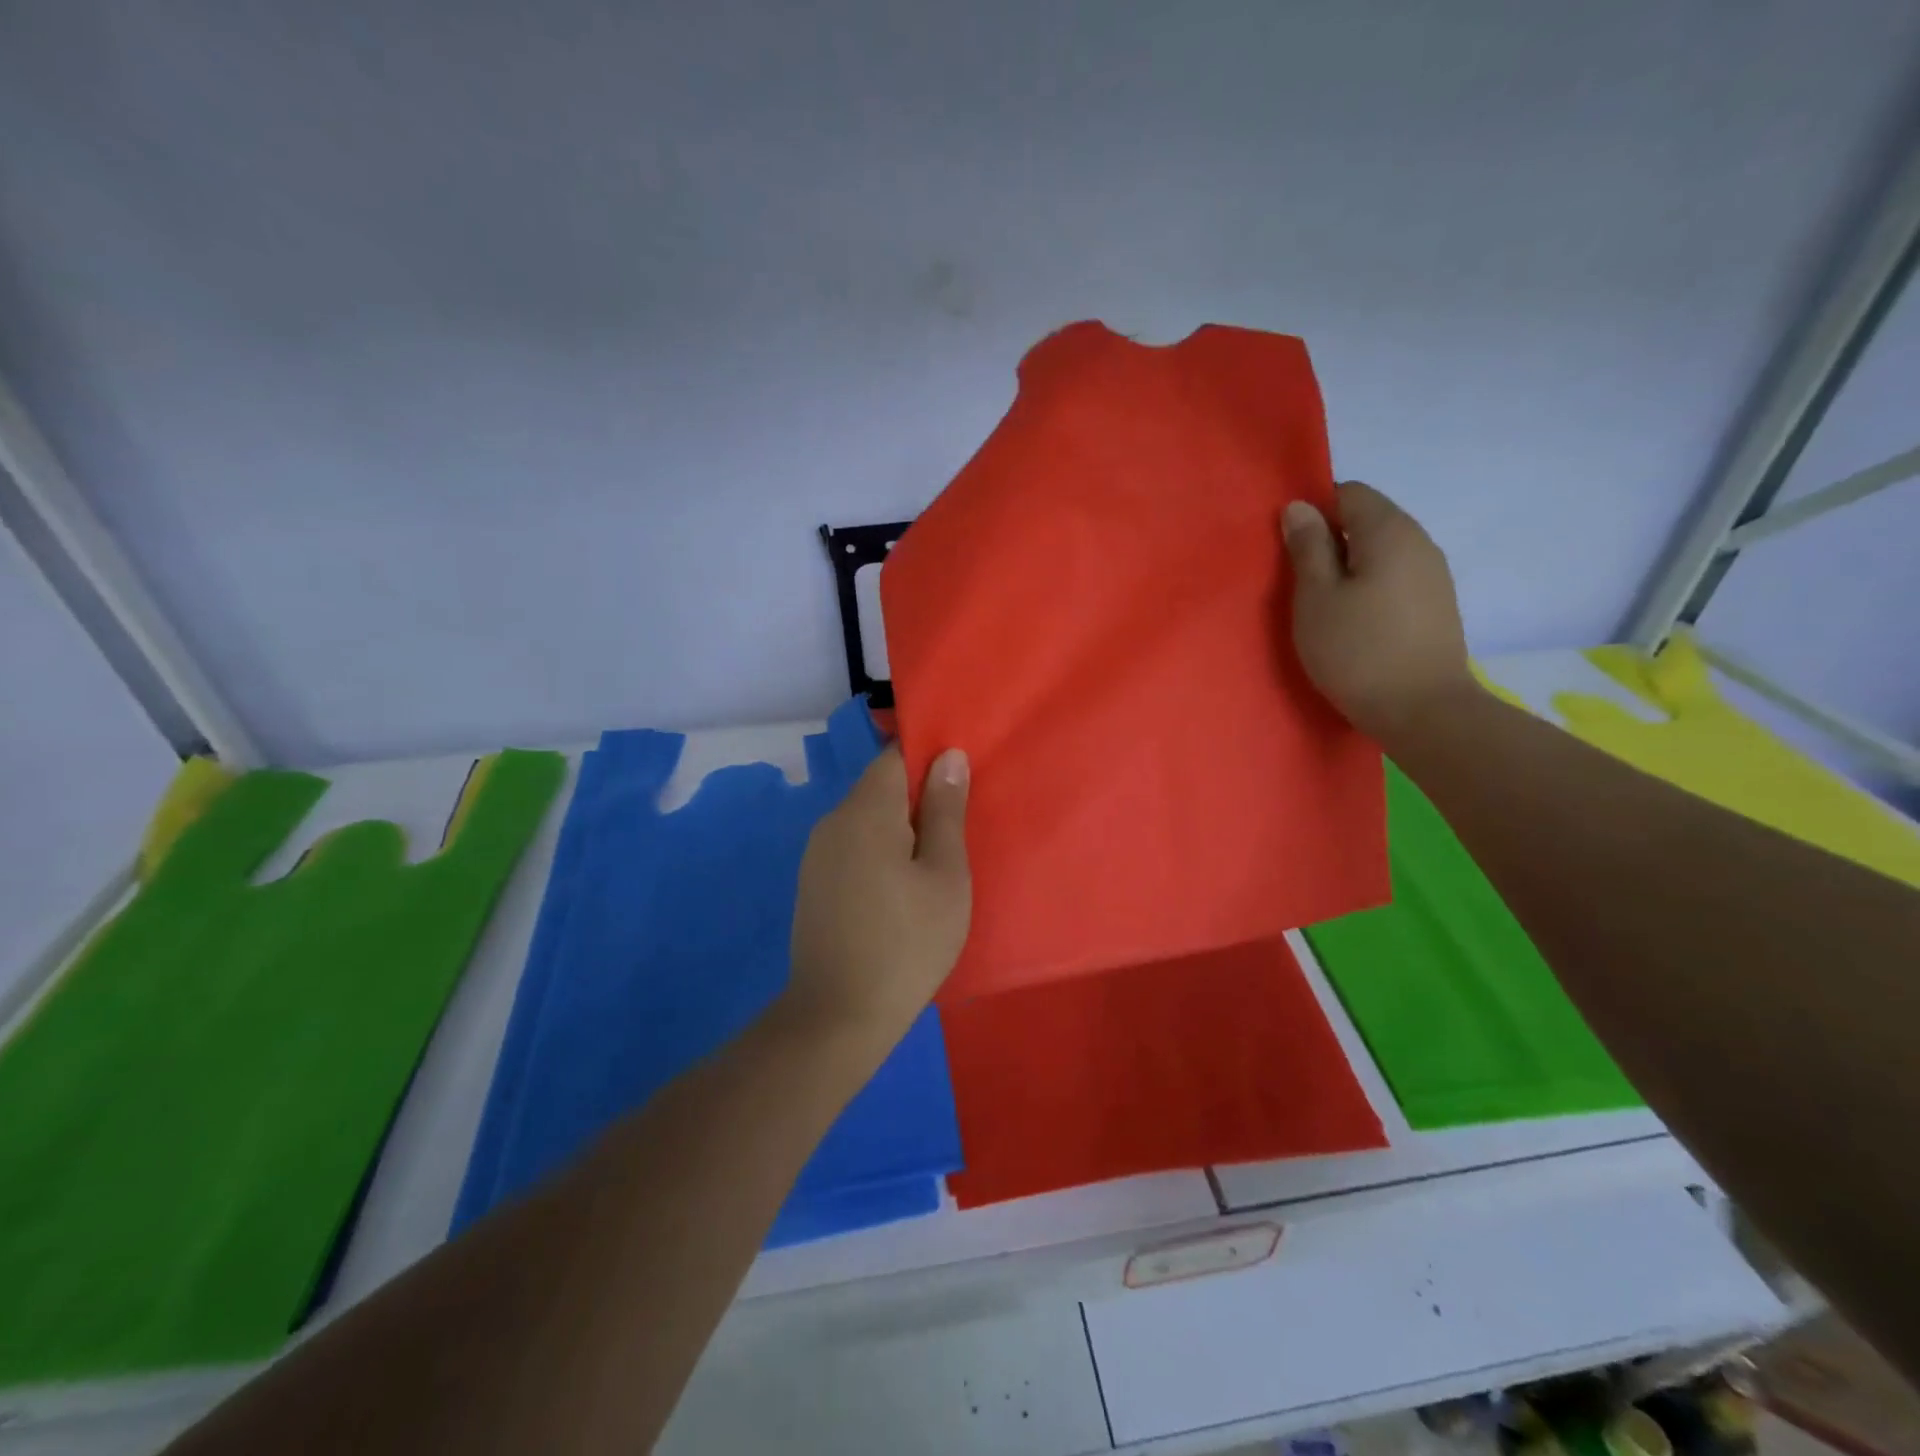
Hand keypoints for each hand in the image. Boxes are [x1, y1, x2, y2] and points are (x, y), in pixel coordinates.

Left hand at [783, 744, 971, 1050]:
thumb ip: (945, 811)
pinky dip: (879, 852)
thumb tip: (947, 756)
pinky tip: (900, 888)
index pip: (895, 757)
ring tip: (934, 862)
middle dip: (917, 798)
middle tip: (958, 829)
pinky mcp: (814, 882)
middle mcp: (833, 821)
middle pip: (879, 787)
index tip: (960, 783)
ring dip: (899, 829)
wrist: (838, 1016)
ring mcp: (817, 854)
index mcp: (866, 811)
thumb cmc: (907, 943)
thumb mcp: (944, 875)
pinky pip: (852, 847)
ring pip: (866, 819)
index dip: (928, 759)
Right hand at [1282, 481, 1476, 744]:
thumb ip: (1307, 548)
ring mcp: (1433, 575)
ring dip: (1350, 569)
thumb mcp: (1315, 598)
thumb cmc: (1357, 651)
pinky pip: (1395, 579)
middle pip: (1368, 521)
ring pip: (1381, 553)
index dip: (1315, 512)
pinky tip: (1355, 624)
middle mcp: (1419, 542)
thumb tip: (1300, 507)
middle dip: (1331, 542)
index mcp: (1389, 531)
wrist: (1422, 711)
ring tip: (1325, 608)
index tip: (1291, 550)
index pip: (1350, 493)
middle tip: (1300, 584)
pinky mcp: (1436, 606)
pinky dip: (1370, 589)